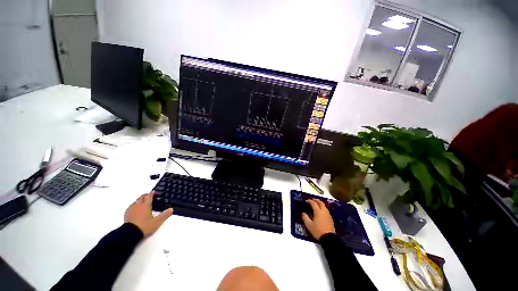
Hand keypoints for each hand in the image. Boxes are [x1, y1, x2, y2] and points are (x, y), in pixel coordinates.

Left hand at [124, 191, 172, 236]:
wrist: (129, 234)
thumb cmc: (144, 226)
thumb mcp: (157, 221)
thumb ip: (164, 215)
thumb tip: (171, 209)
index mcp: (145, 205)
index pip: (149, 196)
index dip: (152, 193)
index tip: (154, 192)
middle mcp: (138, 205)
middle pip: (141, 197)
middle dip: (146, 196)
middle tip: (149, 197)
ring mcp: (131, 209)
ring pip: (136, 201)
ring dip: (140, 200)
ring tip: (143, 203)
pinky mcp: (126, 214)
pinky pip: (131, 206)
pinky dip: (134, 205)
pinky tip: (135, 209)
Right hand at [301, 199, 334, 239]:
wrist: (329, 238)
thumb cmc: (318, 231)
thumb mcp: (309, 225)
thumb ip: (305, 217)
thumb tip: (303, 213)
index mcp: (318, 211)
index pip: (313, 203)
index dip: (309, 201)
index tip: (306, 201)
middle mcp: (323, 211)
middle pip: (320, 202)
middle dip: (315, 200)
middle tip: (311, 200)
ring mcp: (328, 214)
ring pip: (324, 205)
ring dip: (319, 203)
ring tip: (316, 204)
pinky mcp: (330, 218)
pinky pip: (326, 210)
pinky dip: (322, 207)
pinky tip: (320, 211)